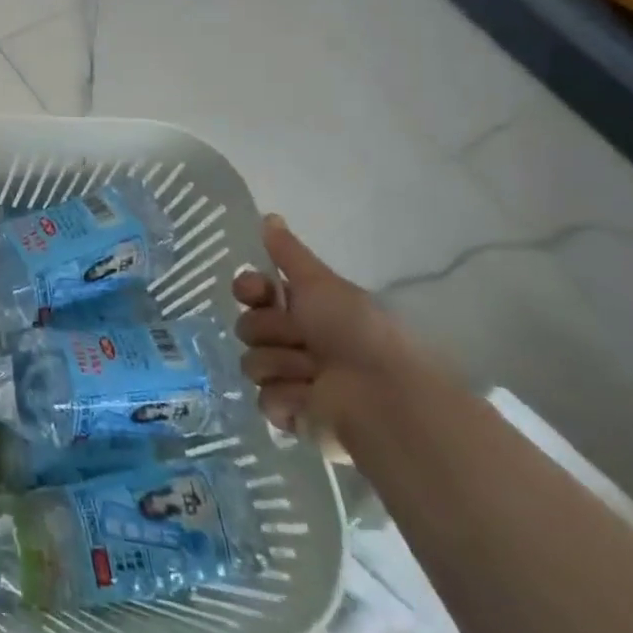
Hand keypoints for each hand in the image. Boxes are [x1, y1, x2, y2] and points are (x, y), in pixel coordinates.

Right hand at [231, 215, 419, 438]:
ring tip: (314, 375)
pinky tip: (312, 400)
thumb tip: (268, 215)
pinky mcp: (293, 416)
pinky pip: (265, 401)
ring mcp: (293, 380)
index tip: (257, 292)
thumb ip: (290, 253)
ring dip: (282, 366)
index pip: (252, 292)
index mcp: (305, 311)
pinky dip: (289, 399)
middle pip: (248, 327)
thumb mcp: (323, 285)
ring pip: (253, 364)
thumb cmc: (357, 333)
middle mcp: (297, 342)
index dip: (250, 290)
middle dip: (271, 332)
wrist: (385, 397)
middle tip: (302, 340)